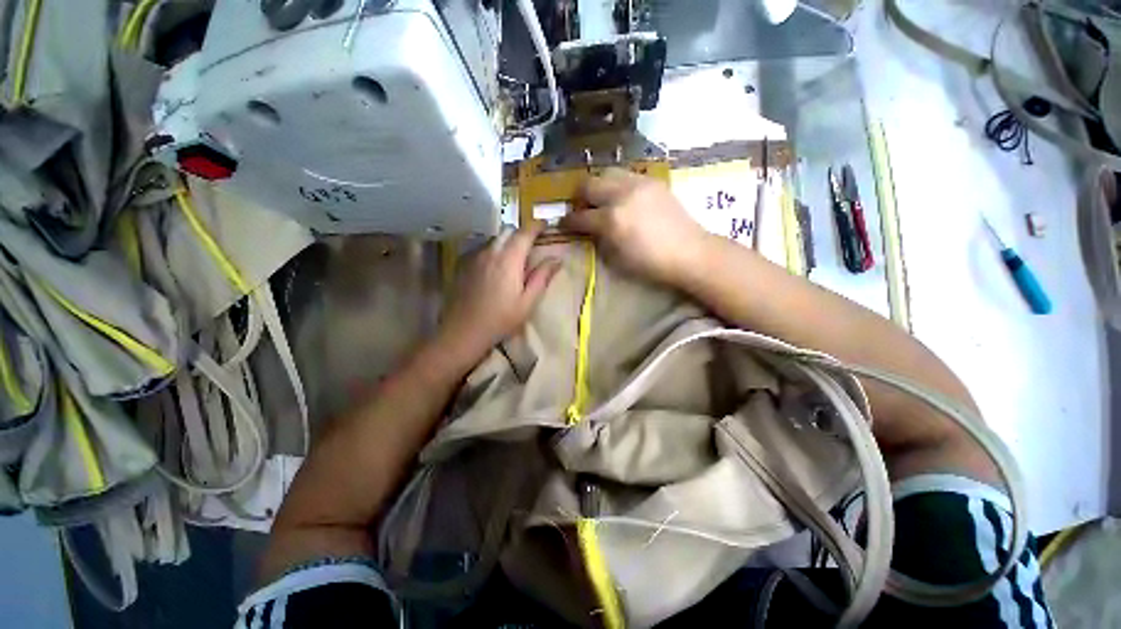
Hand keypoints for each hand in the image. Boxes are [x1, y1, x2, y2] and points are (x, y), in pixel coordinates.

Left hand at [438, 221, 560, 360]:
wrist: (463, 331)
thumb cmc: (500, 319)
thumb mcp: (528, 302)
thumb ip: (542, 277)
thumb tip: (557, 259)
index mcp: (509, 259)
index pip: (525, 232)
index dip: (537, 226)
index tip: (546, 226)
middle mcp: (490, 251)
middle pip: (508, 230)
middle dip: (521, 233)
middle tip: (531, 246)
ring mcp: (474, 256)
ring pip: (494, 238)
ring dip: (506, 242)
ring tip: (513, 259)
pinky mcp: (463, 263)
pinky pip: (482, 248)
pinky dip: (493, 250)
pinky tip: (494, 268)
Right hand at [560, 169, 710, 285]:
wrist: (689, 252)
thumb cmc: (651, 264)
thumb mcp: (617, 258)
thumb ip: (599, 239)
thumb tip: (589, 229)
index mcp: (612, 219)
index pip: (580, 216)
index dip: (568, 221)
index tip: (564, 224)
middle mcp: (622, 195)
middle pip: (589, 184)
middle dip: (579, 197)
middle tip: (580, 208)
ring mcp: (639, 184)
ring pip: (606, 173)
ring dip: (597, 186)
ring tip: (600, 200)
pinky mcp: (652, 181)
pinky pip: (626, 175)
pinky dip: (616, 184)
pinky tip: (621, 197)